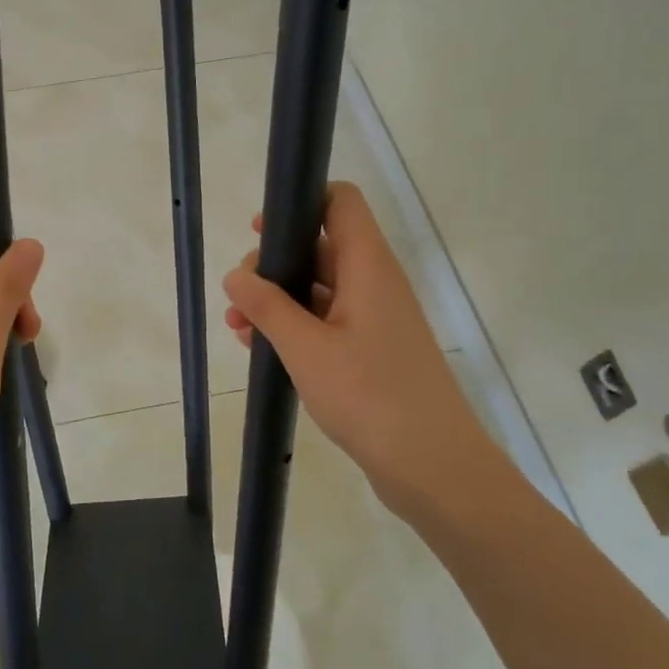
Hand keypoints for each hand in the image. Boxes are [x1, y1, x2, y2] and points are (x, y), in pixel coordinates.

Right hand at [222, 182, 515, 518]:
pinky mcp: (371, 351)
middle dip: (274, 263)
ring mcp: (374, 319)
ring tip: (236, 326)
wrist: (432, 467)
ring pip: (318, 289)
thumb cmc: (370, 396)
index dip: (301, 202)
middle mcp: (374, 283)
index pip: (340, 202)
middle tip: (239, 293)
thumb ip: (267, 306)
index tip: (261, 229)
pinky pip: (326, 321)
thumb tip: (236, 274)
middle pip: (321, 246)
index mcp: (367, 266)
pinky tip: (258, 348)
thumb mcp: (306, 348)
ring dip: (277, 300)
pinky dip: (293, 327)